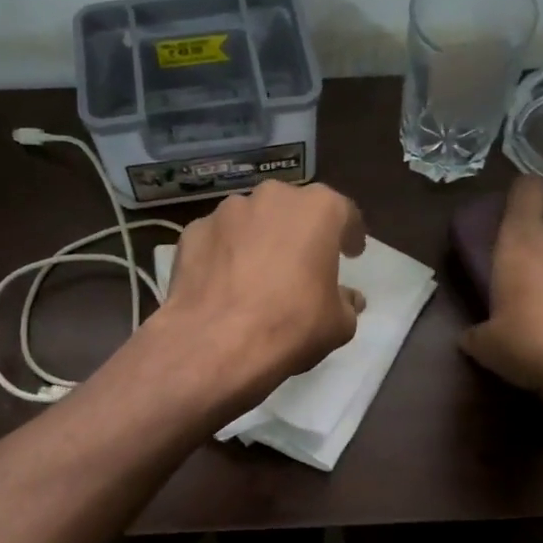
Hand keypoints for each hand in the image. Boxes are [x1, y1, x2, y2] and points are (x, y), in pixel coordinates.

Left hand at [158, 181, 366, 407]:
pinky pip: (218, 239)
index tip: (351, 254)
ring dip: (260, 240)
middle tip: (303, 263)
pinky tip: (224, 284)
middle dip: (300, 232)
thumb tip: (348, 298)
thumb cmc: (290, 326)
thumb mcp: (338, 324)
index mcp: (317, 209)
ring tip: (258, 275)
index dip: (349, 235)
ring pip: (252, 220)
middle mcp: (272, 197)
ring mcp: (226, 211)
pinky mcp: (192, 231)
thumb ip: (347, 303)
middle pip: (293, 210)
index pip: (344, 213)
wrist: (214, 344)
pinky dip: (225, 255)